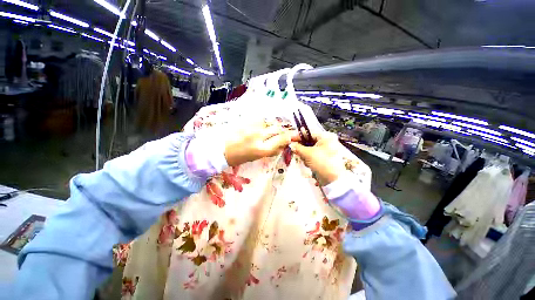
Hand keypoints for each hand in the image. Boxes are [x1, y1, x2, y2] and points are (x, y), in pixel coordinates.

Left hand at [224, 123, 294, 166]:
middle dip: (281, 131)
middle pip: (277, 129)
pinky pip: (260, 119)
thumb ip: (270, 150)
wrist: (220, 150)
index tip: (290, 137)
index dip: (288, 137)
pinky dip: (263, 123)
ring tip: (269, 130)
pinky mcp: (246, 121)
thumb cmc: (238, 158)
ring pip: (269, 122)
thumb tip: (281, 145)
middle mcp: (259, 136)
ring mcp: (252, 127)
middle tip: (281, 133)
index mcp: (262, 149)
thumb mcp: (256, 158)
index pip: (281, 139)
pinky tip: (260, 126)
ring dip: (272, 126)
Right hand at [289, 131, 346, 185]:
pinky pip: (314, 156)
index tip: (288, 139)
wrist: (333, 180)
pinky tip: (310, 165)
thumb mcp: (308, 154)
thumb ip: (298, 148)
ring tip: (306, 161)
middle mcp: (327, 141)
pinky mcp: (325, 159)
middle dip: (302, 147)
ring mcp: (327, 150)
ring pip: (310, 149)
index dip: (298, 136)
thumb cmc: (322, 163)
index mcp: (326, 136)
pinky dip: (310, 160)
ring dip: (305, 155)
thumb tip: (291, 144)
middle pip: (309, 141)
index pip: (309, 132)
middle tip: (295, 152)